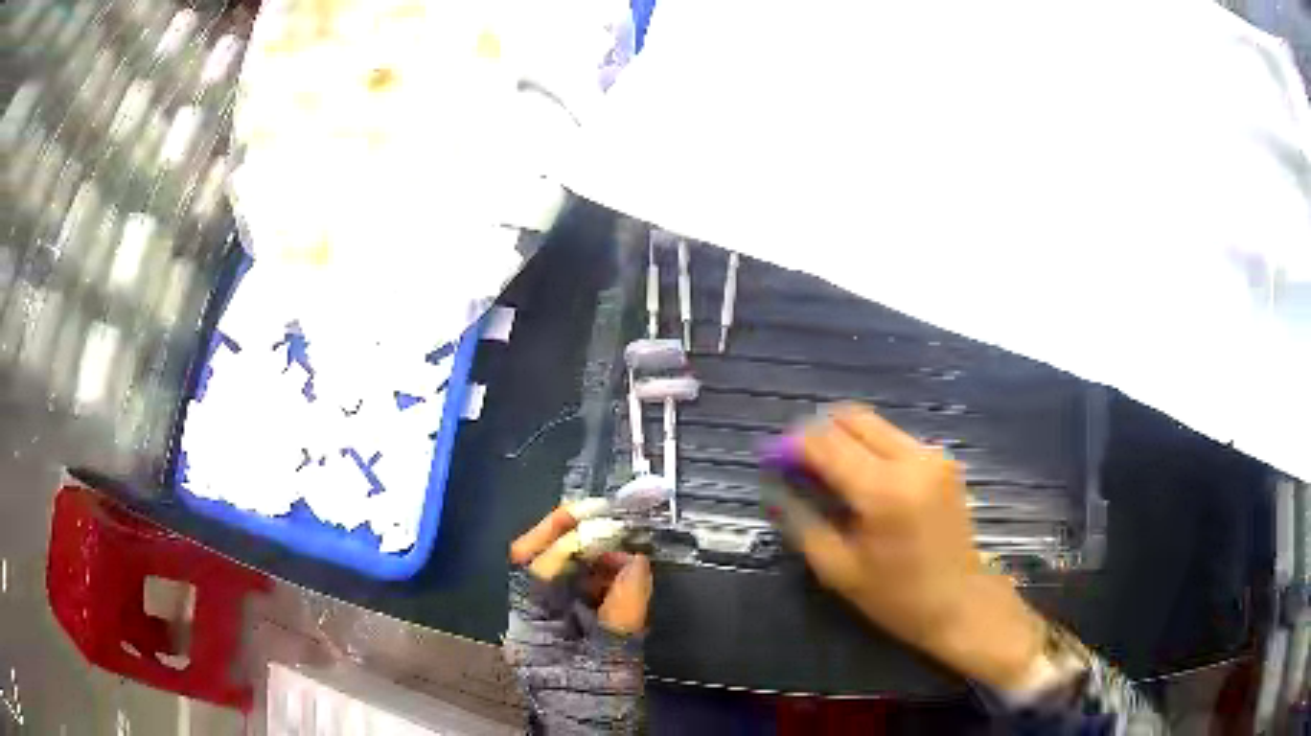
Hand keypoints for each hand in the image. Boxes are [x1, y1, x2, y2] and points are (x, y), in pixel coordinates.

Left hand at [504, 505, 651, 732]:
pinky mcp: (569, 627)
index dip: (570, 539)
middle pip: (540, 559)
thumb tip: (638, 563)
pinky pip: (581, 588)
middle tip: (615, 514)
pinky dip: (604, 572)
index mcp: (531, 626)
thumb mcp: (613, 666)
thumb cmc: (595, 710)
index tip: (608, 521)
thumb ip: (624, 614)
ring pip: (561, 569)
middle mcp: (532, 616)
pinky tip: (627, 569)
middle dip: (574, 530)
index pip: (538, 567)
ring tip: (628, 540)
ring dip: (593, 549)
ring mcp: (549, 621)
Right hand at [782, 404, 1044, 690]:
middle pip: (853, 419)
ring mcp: (932, 455)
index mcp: (882, 489)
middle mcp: (911, 459)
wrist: (959, 601)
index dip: (793, 444)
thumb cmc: (895, 596)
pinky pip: (896, 439)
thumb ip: (802, 520)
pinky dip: (872, 449)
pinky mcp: (944, 460)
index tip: (773, 456)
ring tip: (830, 473)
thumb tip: (775, 487)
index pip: (826, 443)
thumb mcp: (837, 568)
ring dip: (846, 439)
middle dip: (819, 433)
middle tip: (800, 460)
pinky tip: (865, 480)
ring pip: (875, 425)